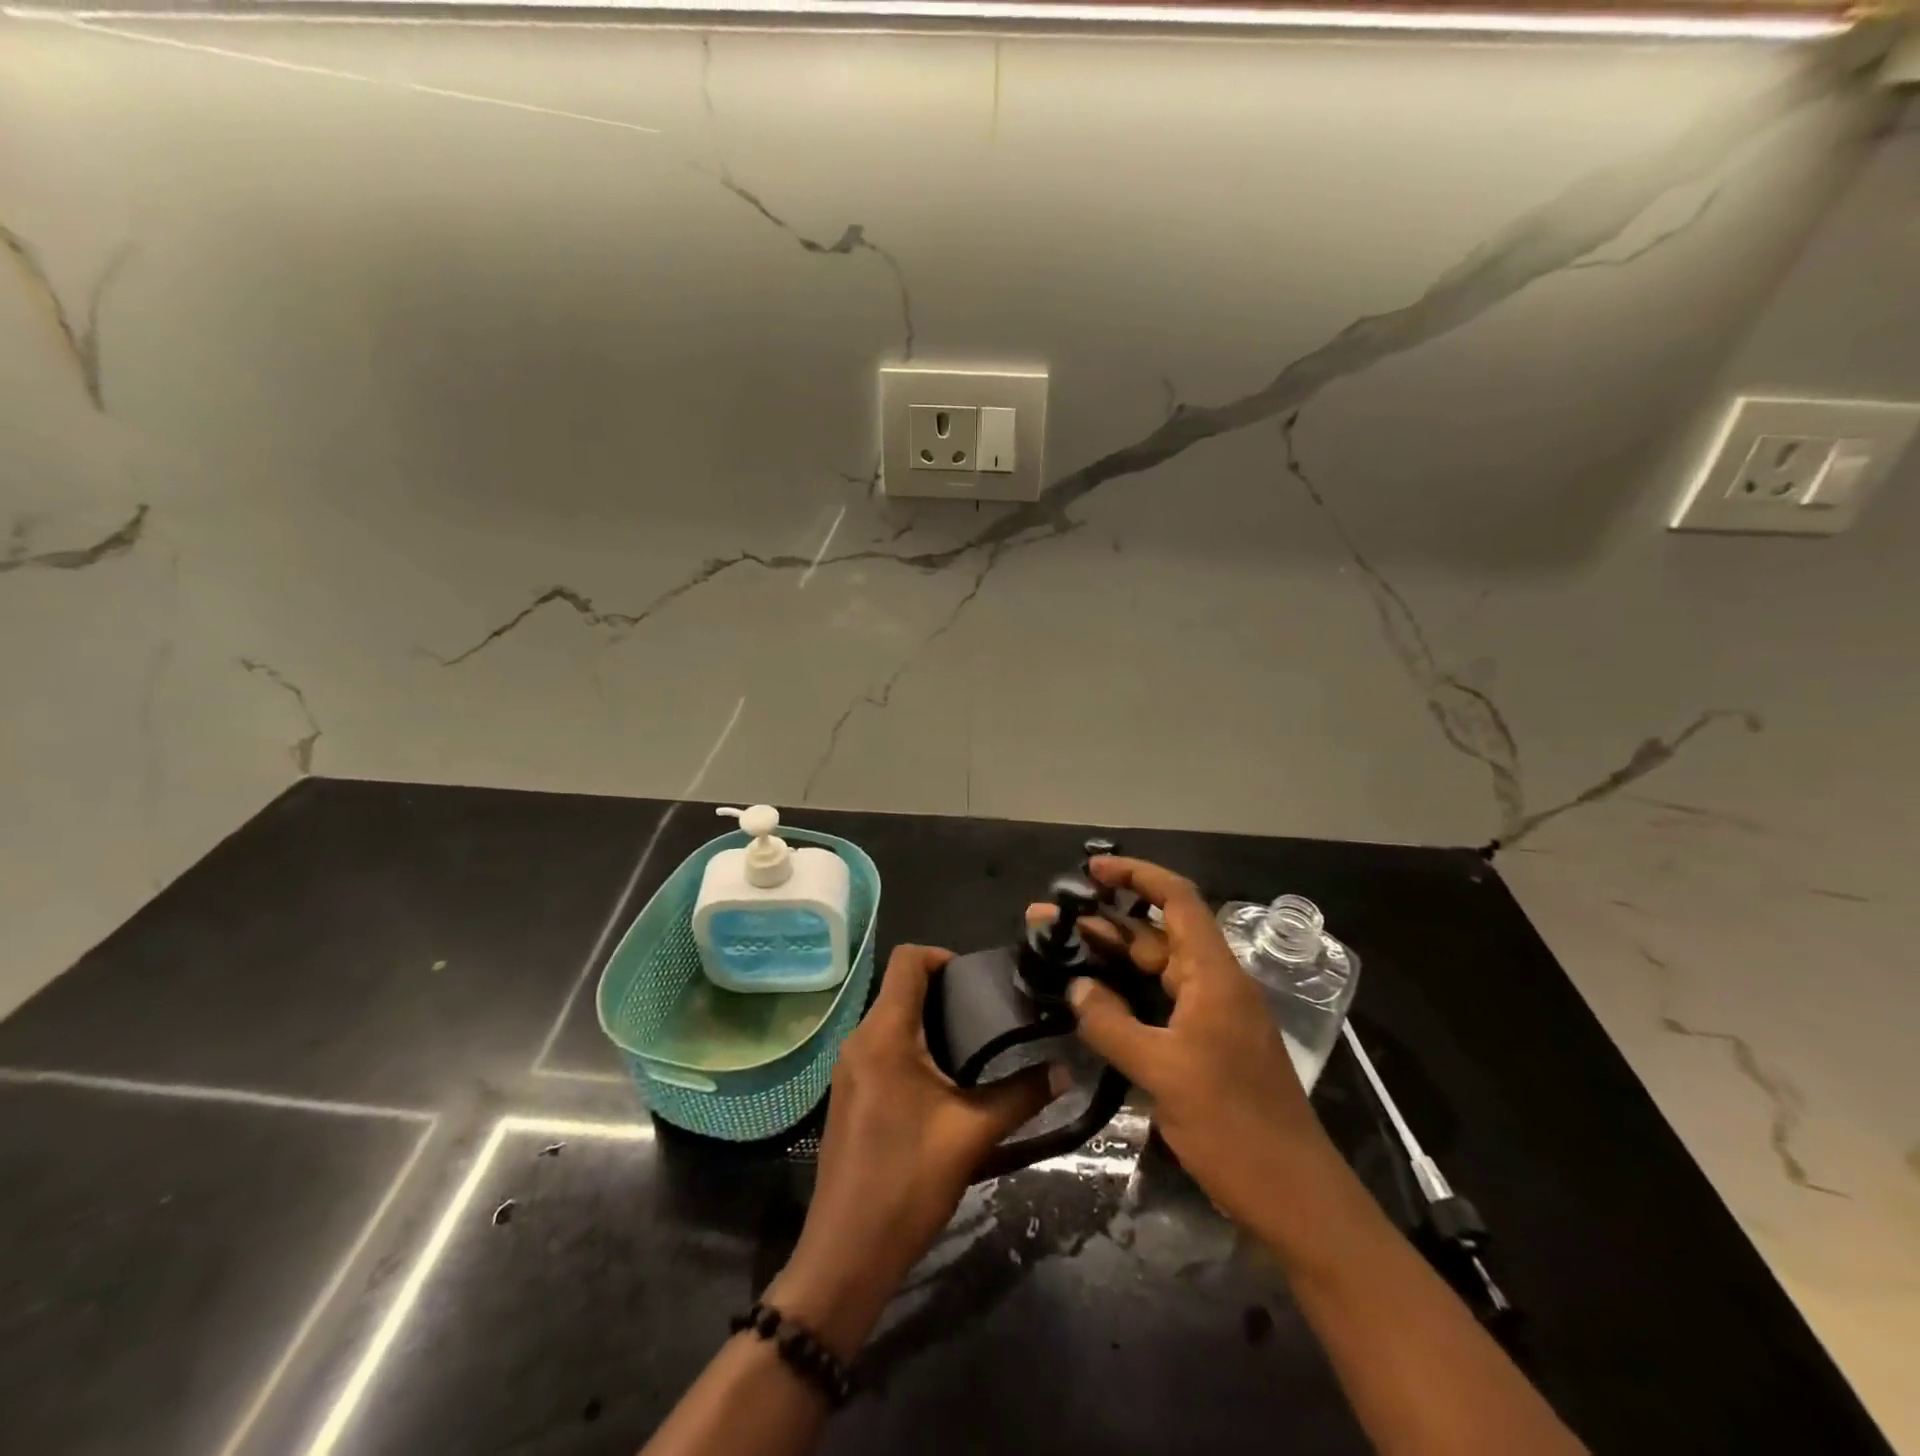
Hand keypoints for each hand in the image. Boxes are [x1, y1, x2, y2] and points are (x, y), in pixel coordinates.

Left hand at [769, 944, 1066, 1356]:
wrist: (846, 1253)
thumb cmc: (908, 1181)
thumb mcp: (973, 1134)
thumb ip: (1022, 1095)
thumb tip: (1066, 1070)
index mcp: (884, 1033)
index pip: (906, 960)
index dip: (942, 956)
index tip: (978, 980)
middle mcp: (859, 1039)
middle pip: (899, 988)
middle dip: (943, 993)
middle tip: (988, 1014)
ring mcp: (848, 1068)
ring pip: (890, 1020)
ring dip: (928, 1023)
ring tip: (973, 1046)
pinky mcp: (847, 1093)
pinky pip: (881, 1048)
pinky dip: (911, 1048)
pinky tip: (942, 1082)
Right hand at [1030, 856, 1332, 1226]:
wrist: (1295, 1199)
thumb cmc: (1234, 1128)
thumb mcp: (1164, 1073)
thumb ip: (1112, 1023)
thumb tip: (1076, 987)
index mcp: (1214, 975)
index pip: (1177, 900)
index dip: (1136, 876)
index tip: (1091, 871)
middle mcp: (1213, 984)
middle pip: (1156, 934)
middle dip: (1103, 921)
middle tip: (1047, 921)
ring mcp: (1210, 1016)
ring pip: (1153, 971)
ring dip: (1109, 959)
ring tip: (1055, 952)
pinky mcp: (1204, 1046)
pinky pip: (1157, 1004)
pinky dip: (1123, 996)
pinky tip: (1089, 1001)